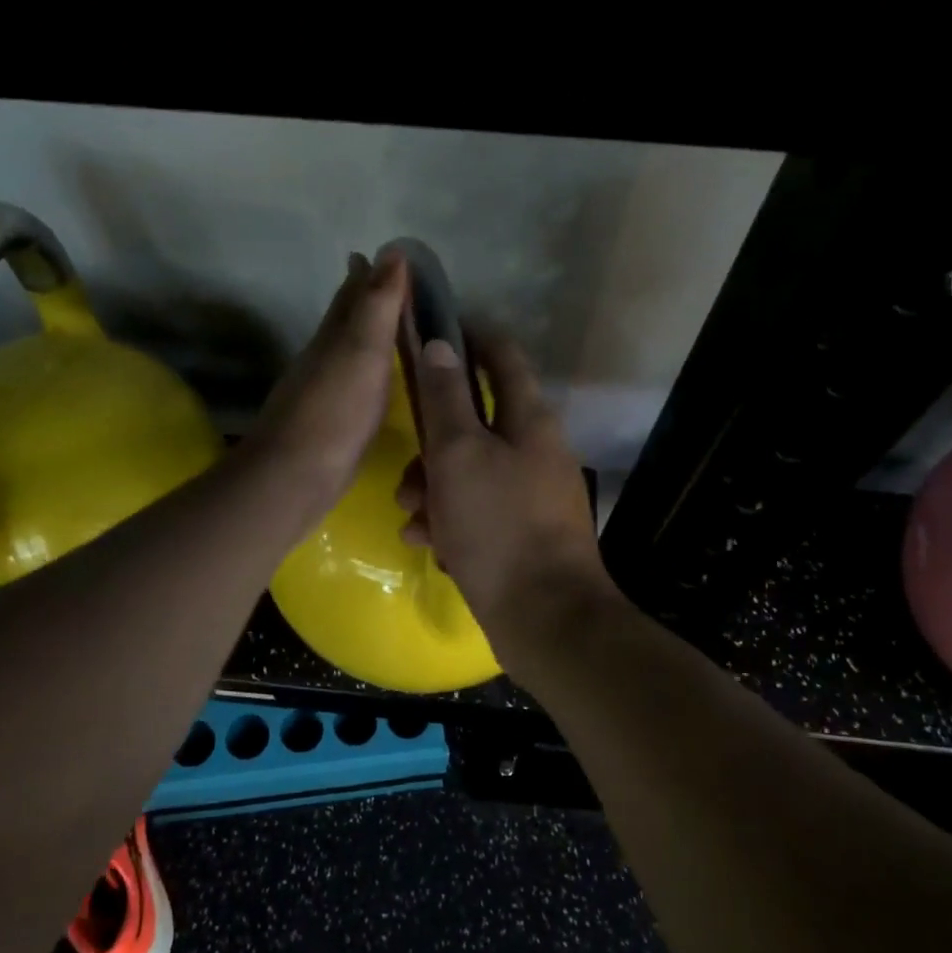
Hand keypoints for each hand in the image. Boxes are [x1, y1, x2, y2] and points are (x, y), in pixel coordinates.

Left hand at [242, 251, 407, 522]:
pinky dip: (366, 373)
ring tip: (386, 328)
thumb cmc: (334, 411)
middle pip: (344, 320)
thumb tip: (391, 251)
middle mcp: (324, 359)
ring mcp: (324, 393)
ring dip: (364, 336)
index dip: (368, 274)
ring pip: (347, 353)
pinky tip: (372, 384)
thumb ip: (376, 305)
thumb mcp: (361, 351)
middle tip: (385, 281)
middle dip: (363, 299)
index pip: (352, 296)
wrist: (295, 476)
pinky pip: (353, 385)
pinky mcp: (331, 425)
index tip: (387, 253)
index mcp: (333, 338)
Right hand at [395, 330, 616, 650]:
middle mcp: (536, 449)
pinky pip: (479, 511)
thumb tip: (440, 343)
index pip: (502, 355)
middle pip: (476, 422)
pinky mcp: (524, 533)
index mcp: (529, 419)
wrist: (545, 617)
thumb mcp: (459, 454)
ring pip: (471, 471)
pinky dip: (452, 521)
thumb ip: (446, 398)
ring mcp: (532, 493)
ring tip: (412, 518)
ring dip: (435, 488)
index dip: (468, 336)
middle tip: (406, 472)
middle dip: (433, 443)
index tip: (429, 335)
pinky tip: (431, 545)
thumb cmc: (497, 525)